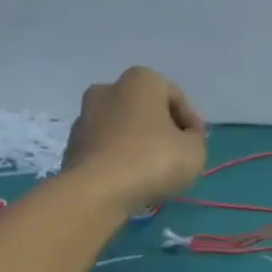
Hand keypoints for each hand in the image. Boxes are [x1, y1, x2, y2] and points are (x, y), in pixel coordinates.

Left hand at [62, 67, 206, 211]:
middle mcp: (109, 88)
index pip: (175, 96)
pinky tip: (129, 178)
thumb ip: (195, 139)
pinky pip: (106, 147)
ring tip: (152, 170)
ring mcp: (85, 115)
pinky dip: (118, 157)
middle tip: (176, 155)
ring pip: (122, 127)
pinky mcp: (73, 144)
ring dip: (138, 142)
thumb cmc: (152, 161)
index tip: (198, 144)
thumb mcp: (194, 152)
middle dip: (161, 128)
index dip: (191, 121)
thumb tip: (185, 138)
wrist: (97, 190)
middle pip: (145, 108)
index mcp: (141, 81)